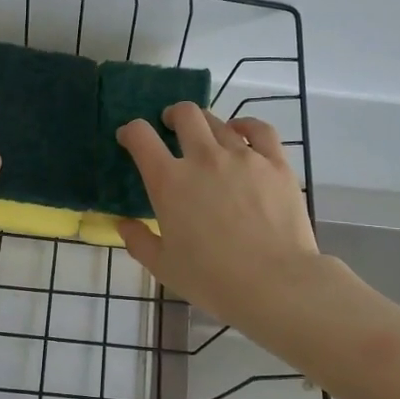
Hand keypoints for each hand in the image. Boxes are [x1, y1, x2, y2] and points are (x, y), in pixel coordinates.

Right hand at [114, 103, 319, 328]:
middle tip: (170, 126)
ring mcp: (243, 156)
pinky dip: (247, 125)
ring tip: (205, 136)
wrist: (275, 283)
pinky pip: (260, 131)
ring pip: (219, 122)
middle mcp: (203, 158)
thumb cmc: (212, 279)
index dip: (130, 131)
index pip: (141, 137)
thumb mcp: (164, 267)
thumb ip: (139, 241)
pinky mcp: (275, 163)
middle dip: (172, 116)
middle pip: (185, 115)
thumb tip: (124, 225)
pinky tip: (242, 131)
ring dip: (206, 124)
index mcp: (169, 181)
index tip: (129, 138)